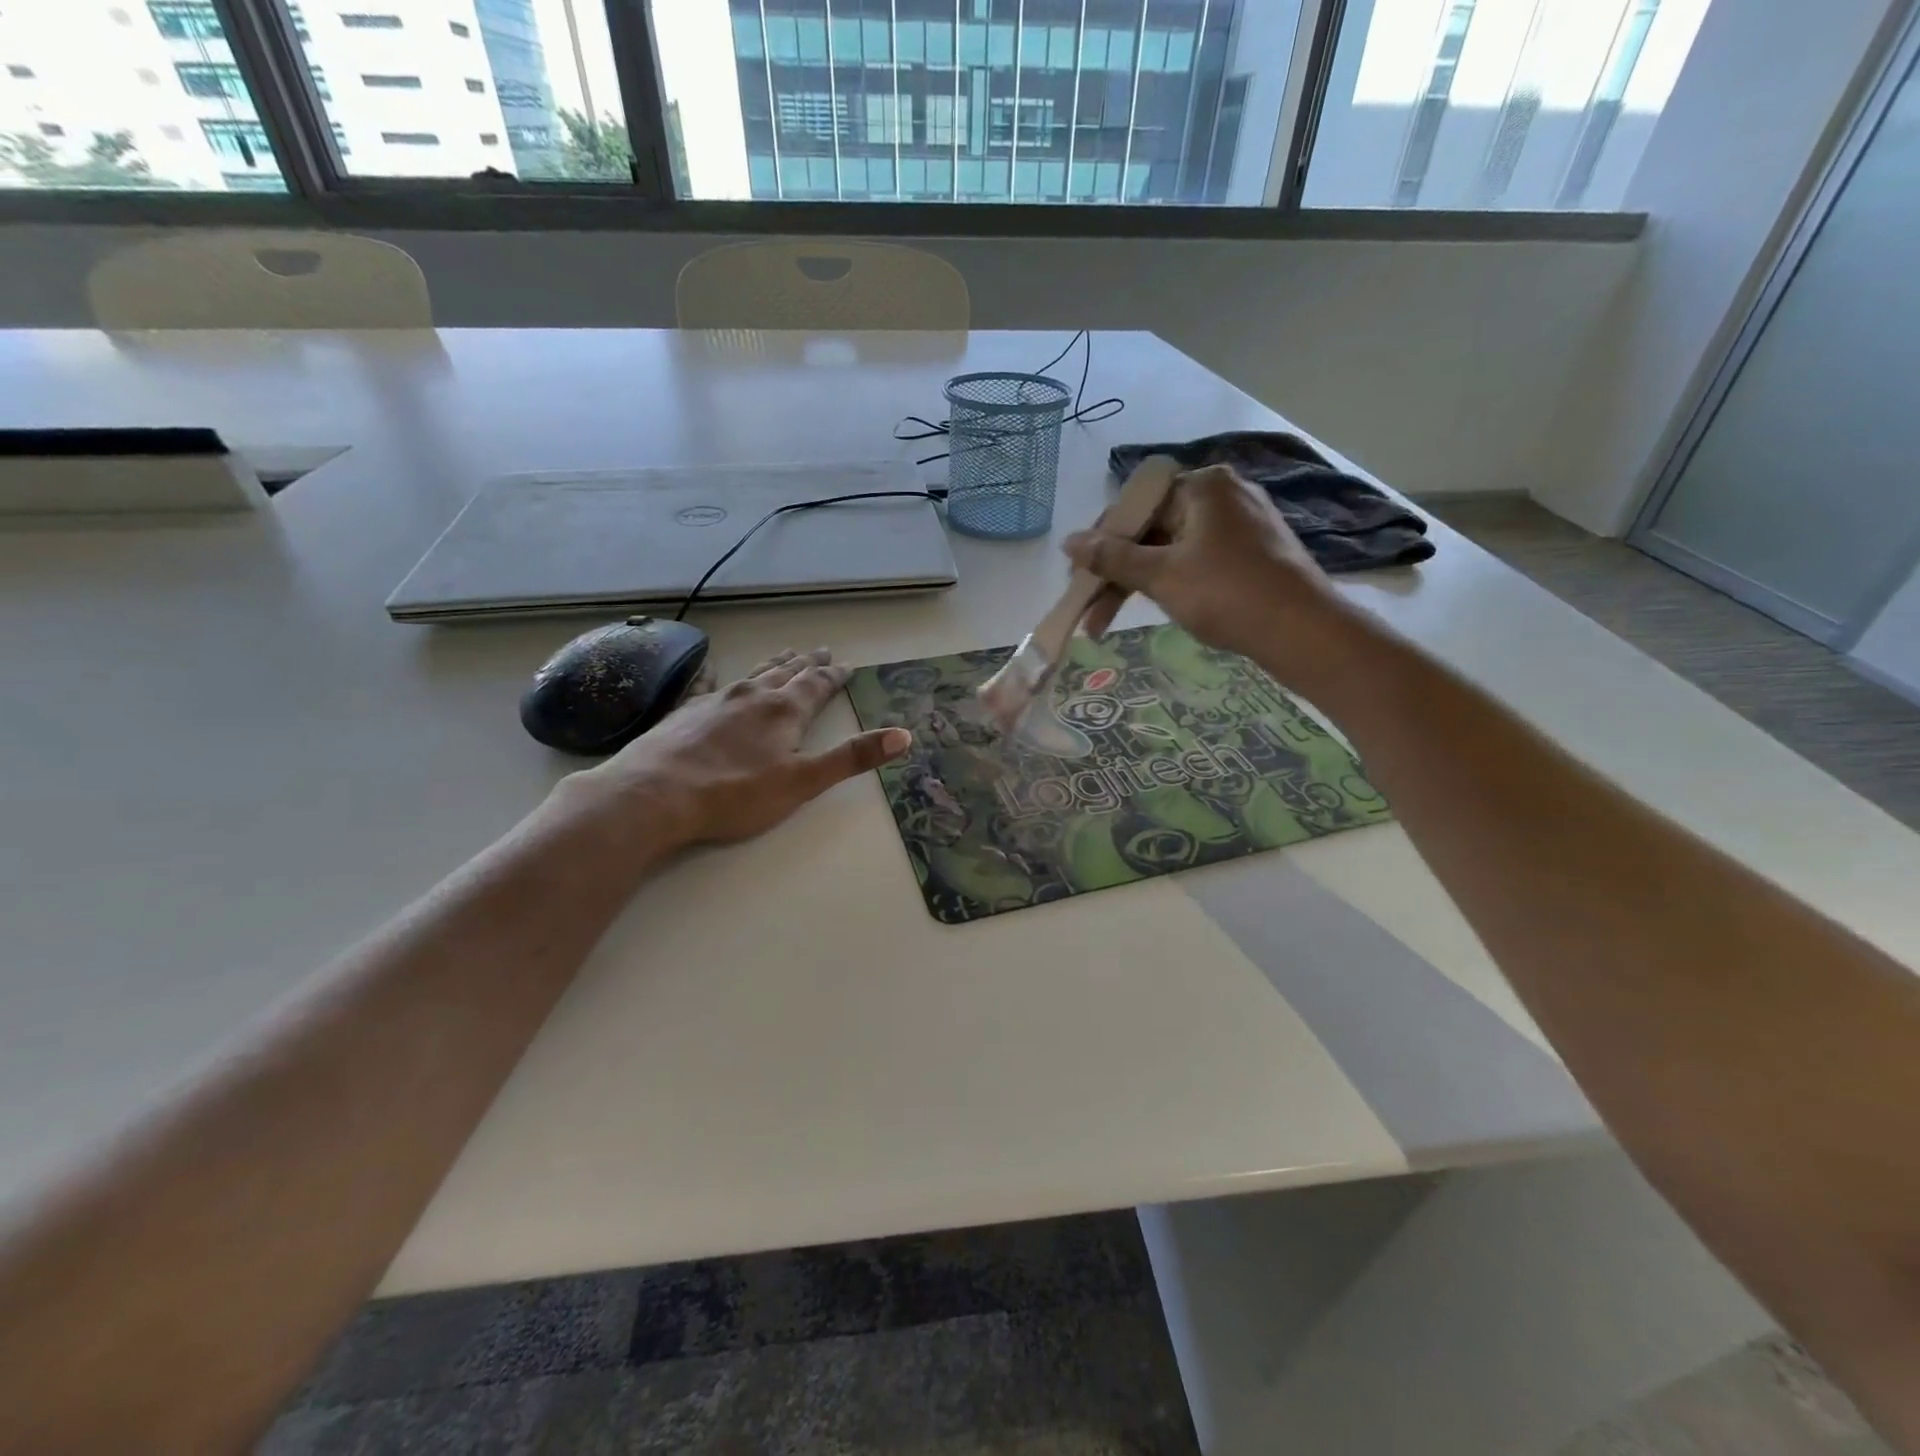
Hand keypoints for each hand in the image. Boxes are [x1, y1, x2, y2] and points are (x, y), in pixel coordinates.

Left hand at [573, 648, 910, 847]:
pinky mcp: (684, 711)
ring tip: (786, 655)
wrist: (654, 795)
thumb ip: (852, 758)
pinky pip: (706, 684)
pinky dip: (715, 675)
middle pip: (787, 673)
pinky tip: (712, 669)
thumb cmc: (735, 793)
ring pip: (753, 674)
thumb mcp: (803, 781)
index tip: (846, 666)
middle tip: (821, 650)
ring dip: (774, 665)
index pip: (817, 685)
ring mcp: (715, 699)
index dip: (834, 676)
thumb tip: (904, 736)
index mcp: (785, 711)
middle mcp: (753, 695)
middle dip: (807, 663)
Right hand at [1066, 464, 1341, 669]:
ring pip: (1172, 549)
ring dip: (1138, 584)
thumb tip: (1068, 542)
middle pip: (1151, 530)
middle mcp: (1223, 494)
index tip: (1079, 577)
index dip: (1100, 543)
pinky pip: (1196, 560)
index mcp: (1202, 485)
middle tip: (1089, 610)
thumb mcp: (1161, 574)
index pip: (1134, 507)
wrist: (1302, 630)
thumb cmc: (1227, 593)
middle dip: (1116, 573)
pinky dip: (1170, 582)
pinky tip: (1155, 607)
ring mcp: (1241, 523)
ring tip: (1107, 623)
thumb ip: (1112, 557)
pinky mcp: (1252, 552)